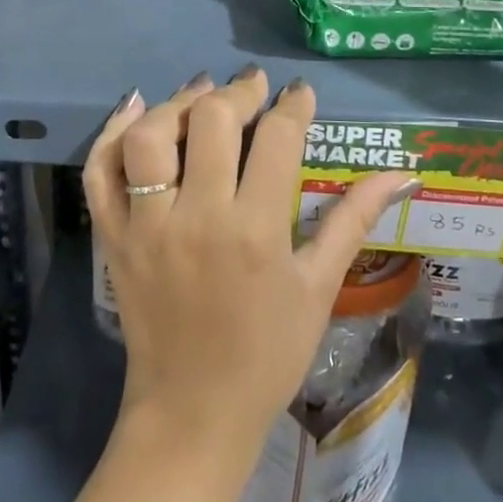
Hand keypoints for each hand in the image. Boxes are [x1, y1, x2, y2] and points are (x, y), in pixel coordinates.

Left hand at [82, 68, 413, 448]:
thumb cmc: (268, 353)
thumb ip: (354, 220)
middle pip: (211, 120)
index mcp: (256, 231)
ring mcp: (147, 225)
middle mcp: (198, 217)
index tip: (299, 93)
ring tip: (201, 96)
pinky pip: (100, 172)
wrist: (194, 413)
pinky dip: (111, 133)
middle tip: (253, 88)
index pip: (277, 138)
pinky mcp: (113, 236)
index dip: (293, 105)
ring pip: (150, 136)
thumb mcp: (319, 287)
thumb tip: (402, 172)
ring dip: (177, 104)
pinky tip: (135, 108)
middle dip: (238, 92)